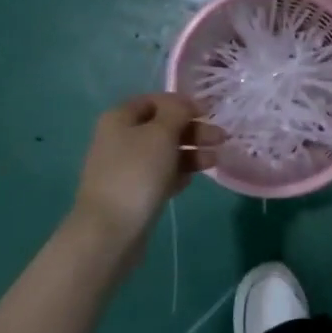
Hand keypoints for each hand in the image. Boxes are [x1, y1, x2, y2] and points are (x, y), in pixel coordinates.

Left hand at [69, 94, 220, 259]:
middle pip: (162, 126)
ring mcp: (126, 167)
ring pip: (164, 152)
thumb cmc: (137, 173)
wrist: (110, 232)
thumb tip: (184, 104)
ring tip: (216, 160)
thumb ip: (176, 112)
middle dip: (192, 130)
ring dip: (191, 152)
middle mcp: (120, 138)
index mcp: (120, 118)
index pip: (155, 100)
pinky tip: (193, 179)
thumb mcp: (161, 133)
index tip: (208, 113)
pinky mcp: (133, 192)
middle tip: (221, 138)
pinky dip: (178, 173)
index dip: (182, 104)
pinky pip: (160, 175)